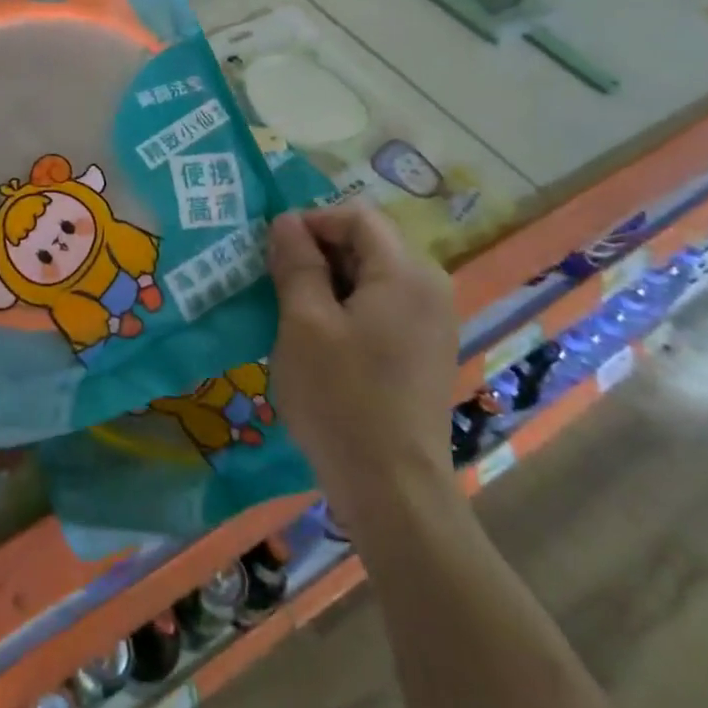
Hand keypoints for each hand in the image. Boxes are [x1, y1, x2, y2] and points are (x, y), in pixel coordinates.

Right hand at [267, 204, 458, 509]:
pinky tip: (322, 342)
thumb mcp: (304, 323)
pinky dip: (349, 309)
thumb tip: (286, 221)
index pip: (356, 216)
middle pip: (368, 244)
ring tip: (293, 314)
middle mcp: (430, 287)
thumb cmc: (342, 398)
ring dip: (330, 283)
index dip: (311, 222)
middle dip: (319, 254)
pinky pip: (384, 307)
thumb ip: (297, 263)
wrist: (394, 490)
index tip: (274, 252)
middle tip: (277, 284)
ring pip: (373, 277)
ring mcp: (433, 321)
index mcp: (405, 272)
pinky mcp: (426, 351)